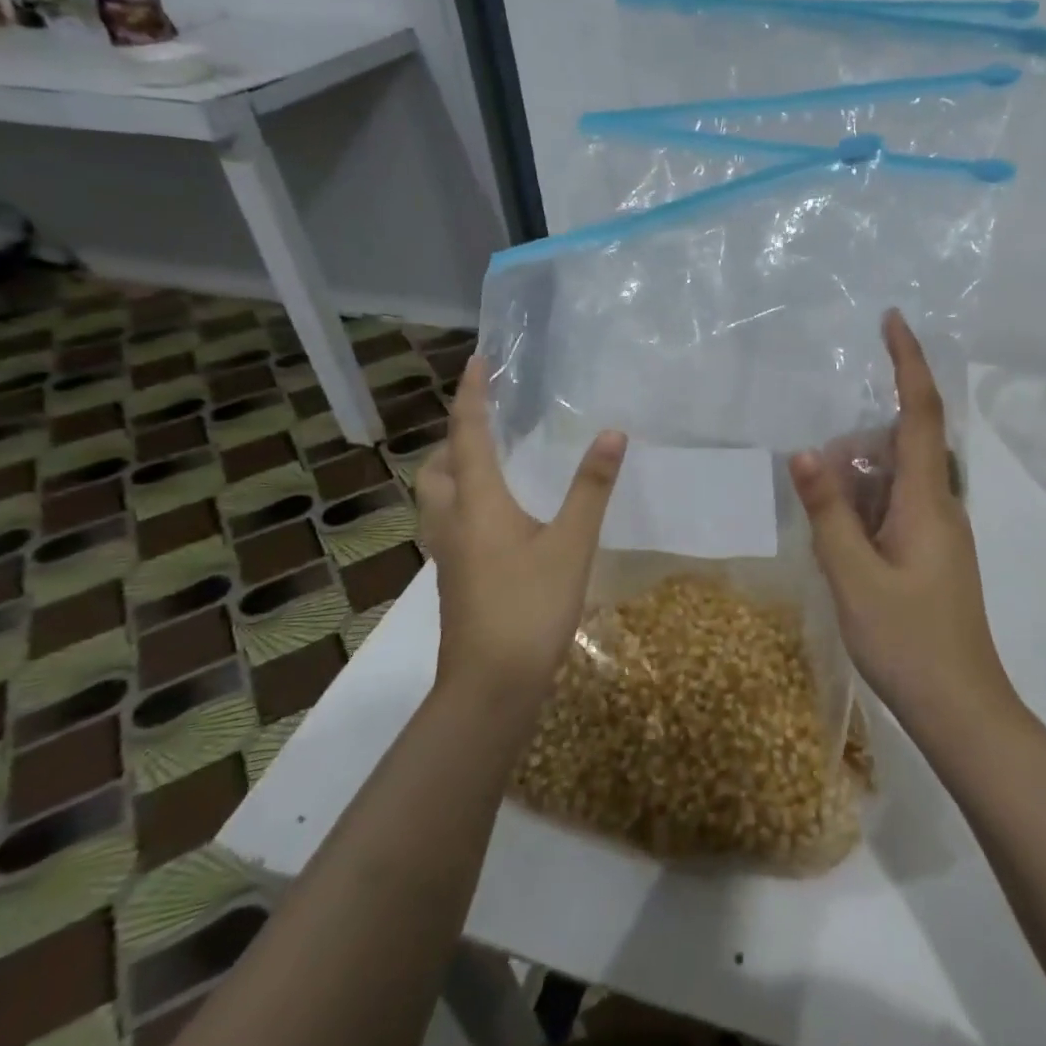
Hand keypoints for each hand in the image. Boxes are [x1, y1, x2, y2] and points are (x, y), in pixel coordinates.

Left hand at [414, 355, 626, 708]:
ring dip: (452, 469)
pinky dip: (461, 500)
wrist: (490, 684)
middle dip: (454, 436)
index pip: (468, 434)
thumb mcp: (572, 543)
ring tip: (489, 462)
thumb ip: (591, 487)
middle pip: (436, 466)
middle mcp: (452, 520)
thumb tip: (611, 433)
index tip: (476, 361)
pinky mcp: (454, 576)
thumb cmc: (531, 606)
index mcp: (477, 503)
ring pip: (434, 497)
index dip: (472, 395)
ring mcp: (447, 553)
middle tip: (487, 422)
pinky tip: (495, 516)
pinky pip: (447, 521)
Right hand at [789, 311, 1016, 734]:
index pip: (920, 412)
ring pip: (893, 482)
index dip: (908, 362)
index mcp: (928, 500)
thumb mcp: (854, 576)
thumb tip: (805, 451)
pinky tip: (840, 545)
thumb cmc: (909, 642)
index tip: (892, 320)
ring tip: (825, 528)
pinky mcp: (930, 554)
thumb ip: (829, 512)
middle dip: (857, 444)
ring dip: (856, 486)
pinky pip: (894, 511)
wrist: (962, 709)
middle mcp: (940, 505)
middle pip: (899, 446)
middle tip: (817, 480)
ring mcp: (938, 532)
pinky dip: (864, 512)